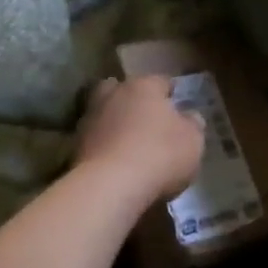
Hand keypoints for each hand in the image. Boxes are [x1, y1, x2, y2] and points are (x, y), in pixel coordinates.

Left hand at [73, 77, 205, 207]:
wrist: (109, 187)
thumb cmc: (160, 155)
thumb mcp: (193, 141)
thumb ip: (193, 124)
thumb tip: (190, 116)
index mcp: (144, 86)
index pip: (161, 80)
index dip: (171, 92)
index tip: (177, 103)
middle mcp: (114, 95)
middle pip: (122, 89)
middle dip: (132, 99)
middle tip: (145, 117)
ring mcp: (90, 119)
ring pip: (104, 112)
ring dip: (114, 122)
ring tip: (128, 142)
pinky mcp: (75, 147)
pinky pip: (96, 139)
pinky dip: (104, 145)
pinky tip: (115, 160)